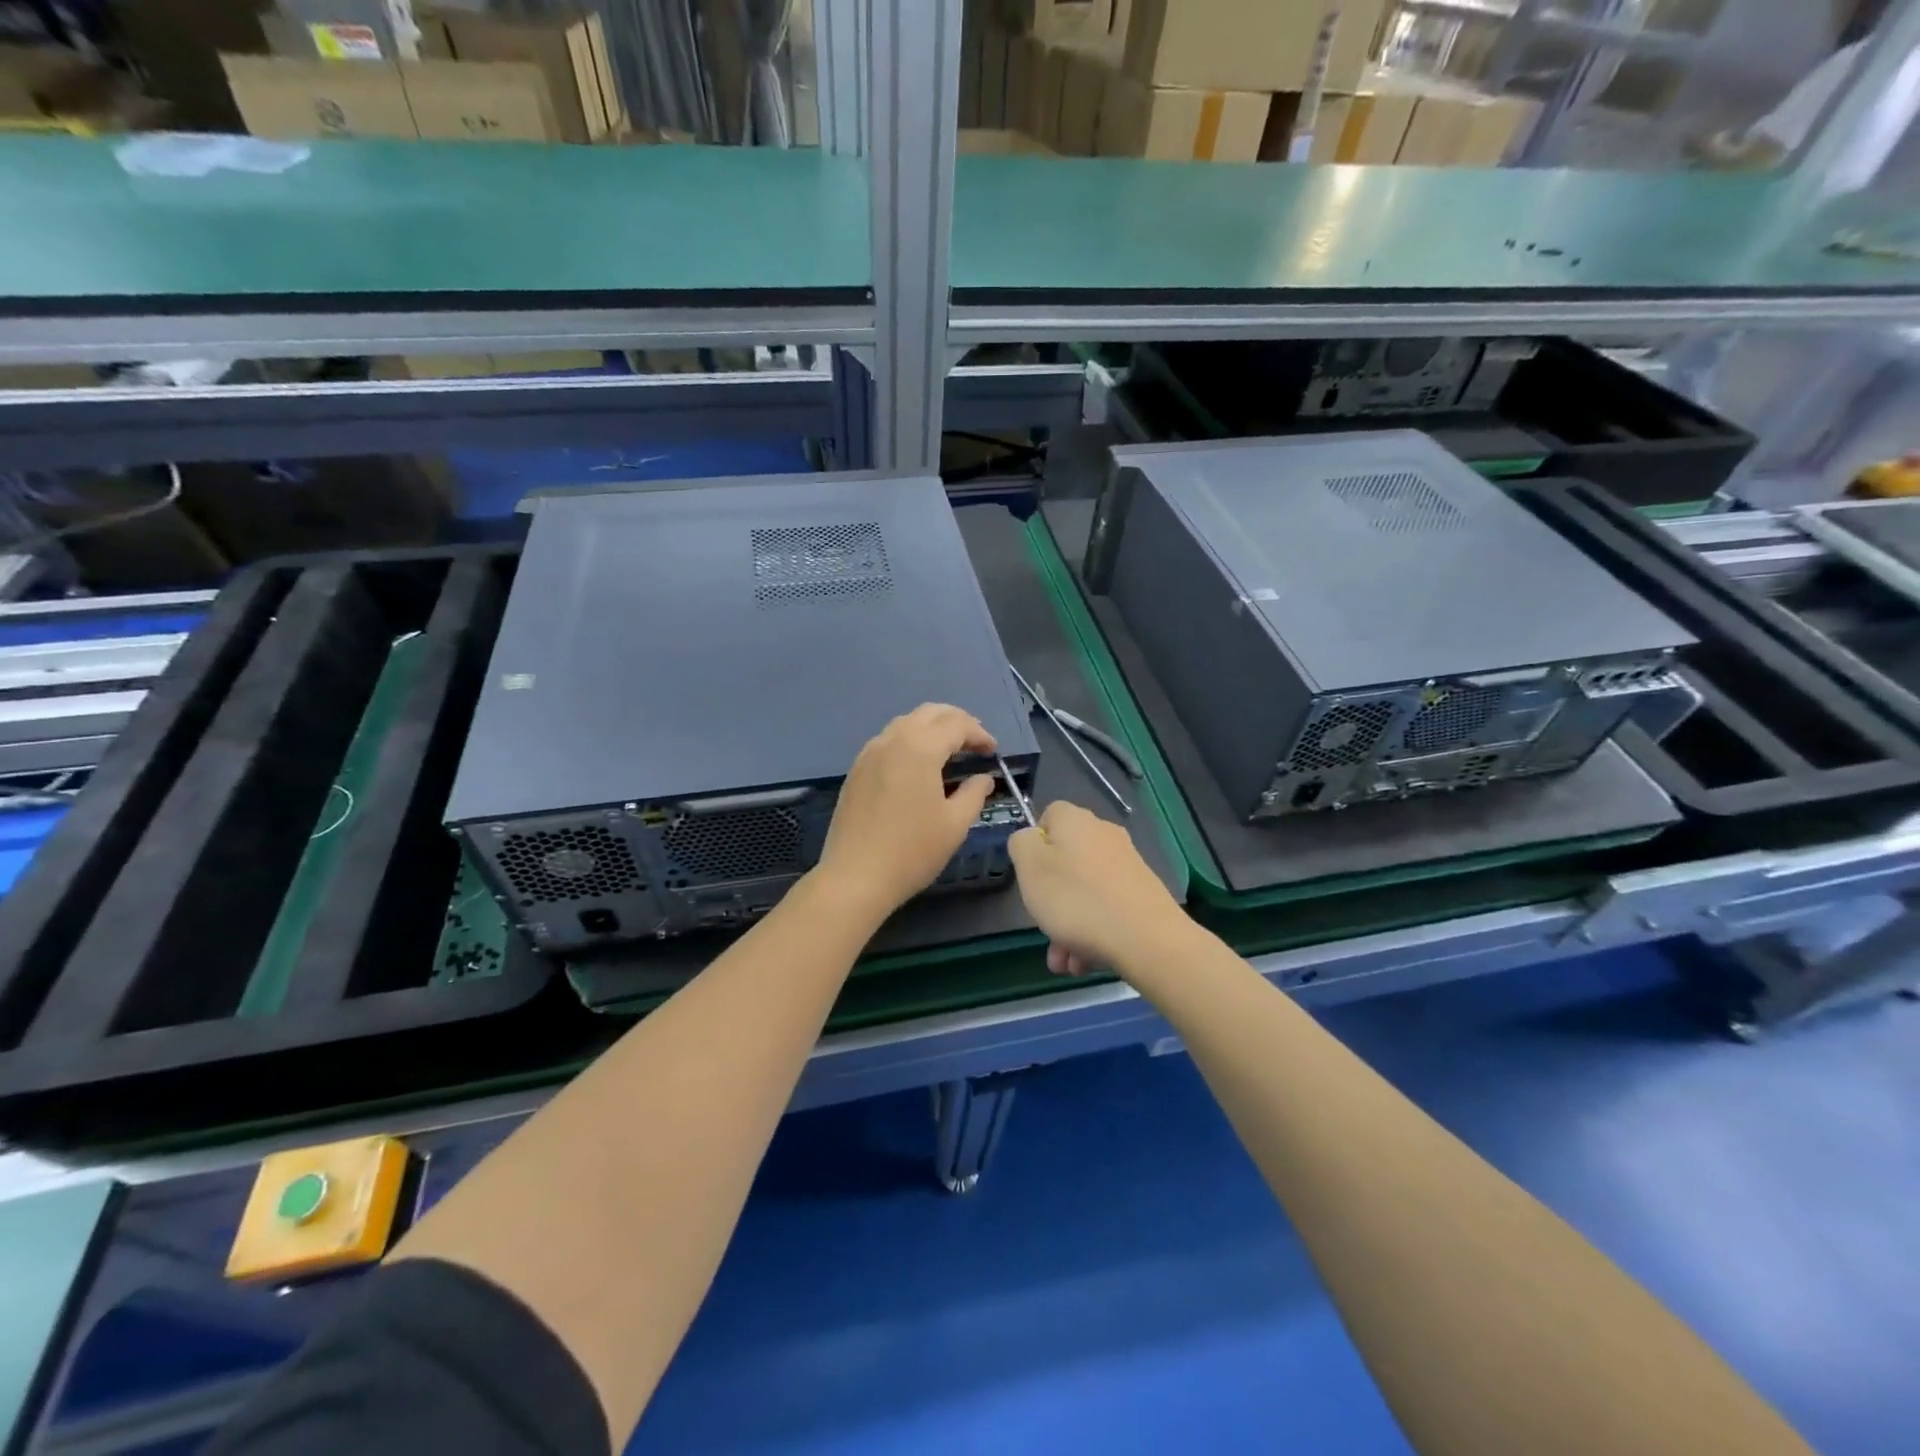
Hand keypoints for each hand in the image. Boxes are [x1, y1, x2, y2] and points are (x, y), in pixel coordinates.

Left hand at [815, 703, 996, 919]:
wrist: (855, 877)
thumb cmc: (912, 851)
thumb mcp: (954, 824)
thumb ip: (974, 794)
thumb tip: (983, 779)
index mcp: (919, 748)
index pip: (956, 724)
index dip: (979, 733)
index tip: (993, 751)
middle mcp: (892, 740)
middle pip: (929, 713)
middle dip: (956, 721)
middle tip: (975, 742)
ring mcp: (869, 754)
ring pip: (905, 723)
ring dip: (931, 728)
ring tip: (949, 750)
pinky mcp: (856, 771)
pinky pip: (888, 741)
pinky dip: (910, 741)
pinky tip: (918, 765)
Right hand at [1007, 800, 1185, 978]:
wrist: (1147, 939)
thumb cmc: (1077, 900)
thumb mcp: (1030, 868)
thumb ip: (1021, 844)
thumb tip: (1031, 839)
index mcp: (1075, 821)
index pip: (1048, 816)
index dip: (1034, 844)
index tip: (1030, 875)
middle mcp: (1104, 835)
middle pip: (1065, 861)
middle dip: (1050, 899)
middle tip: (1043, 928)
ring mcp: (1127, 865)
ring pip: (1084, 891)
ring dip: (1068, 925)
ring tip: (1065, 961)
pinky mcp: (1142, 893)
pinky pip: (1106, 908)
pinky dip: (1092, 931)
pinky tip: (1085, 962)